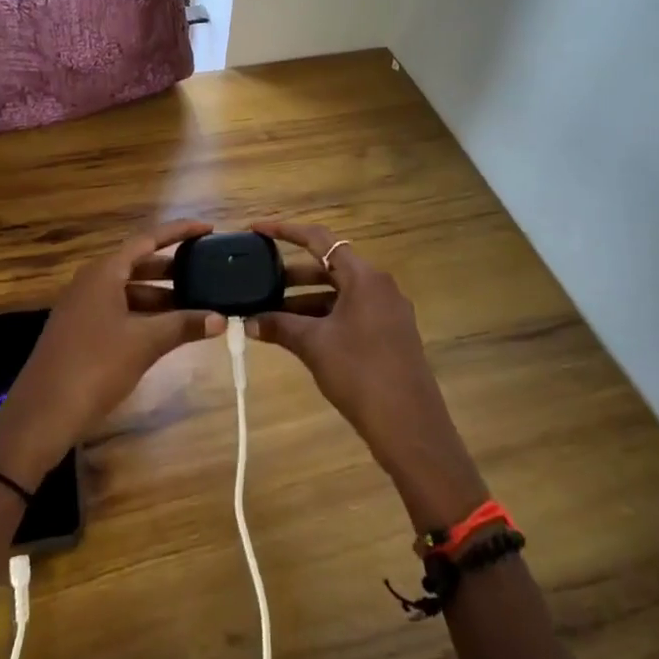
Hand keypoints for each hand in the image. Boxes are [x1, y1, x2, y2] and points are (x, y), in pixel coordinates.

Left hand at [0, 220, 224, 489]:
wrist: (43, 413)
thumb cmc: (95, 366)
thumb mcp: (145, 343)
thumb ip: (183, 325)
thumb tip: (220, 318)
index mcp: (104, 272)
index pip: (148, 240)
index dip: (179, 232)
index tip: (207, 228)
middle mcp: (92, 281)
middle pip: (139, 264)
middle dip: (173, 269)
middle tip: (206, 271)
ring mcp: (84, 306)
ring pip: (130, 290)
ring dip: (161, 296)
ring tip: (196, 304)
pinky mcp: (81, 330)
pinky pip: (120, 310)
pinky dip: (145, 314)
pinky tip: (167, 330)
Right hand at [249, 221, 488, 532]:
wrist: (411, 428)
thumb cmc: (361, 374)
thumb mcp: (314, 346)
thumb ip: (280, 326)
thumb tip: (248, 321)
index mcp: (364, 277)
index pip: (319, 239)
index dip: (285, 231)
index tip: (256, 229)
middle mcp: (379, 285)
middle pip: (329, 266)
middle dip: (290, 274)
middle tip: (257, 279)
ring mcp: (387, 311)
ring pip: (338, 293)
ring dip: (304, 300)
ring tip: (269, 312)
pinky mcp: (389, 334)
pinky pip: (349, 313)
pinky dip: (322, 317)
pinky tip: (296, 333)